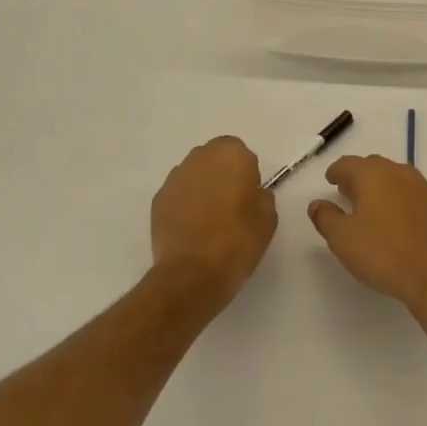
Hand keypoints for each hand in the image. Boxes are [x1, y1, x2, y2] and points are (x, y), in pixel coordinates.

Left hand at [151, 137, 277, 299]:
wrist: (192, 273)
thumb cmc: (238, 240)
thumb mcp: (268, 217)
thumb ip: (261, 195)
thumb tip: (251, 193)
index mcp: (231, 155)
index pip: (240, 152)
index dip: (245, 172)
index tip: (248, 195)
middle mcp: (199, 158)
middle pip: (214, 158)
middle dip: (221, 175)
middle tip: (230, 205)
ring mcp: (175, 178)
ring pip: (194, 175)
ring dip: (201, 188)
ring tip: (208, 219)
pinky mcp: (158, 200)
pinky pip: (178, 194)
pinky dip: (184, 205)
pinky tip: (191, 229)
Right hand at [308, 156, 426, 311]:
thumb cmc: (384, 254)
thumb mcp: (343, 240)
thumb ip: (326, 218)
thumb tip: (316, 204)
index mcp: (373, 175)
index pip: (348, 163)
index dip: (336, 171)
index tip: (331, 180)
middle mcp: (399, 172)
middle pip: (374, 166)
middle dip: (359, 176)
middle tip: (348, 193)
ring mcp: (424, 187)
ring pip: (396, 177)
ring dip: (382, 186)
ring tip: (373, 206)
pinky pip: (414, 193)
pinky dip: (402, 199)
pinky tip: (400, 219)